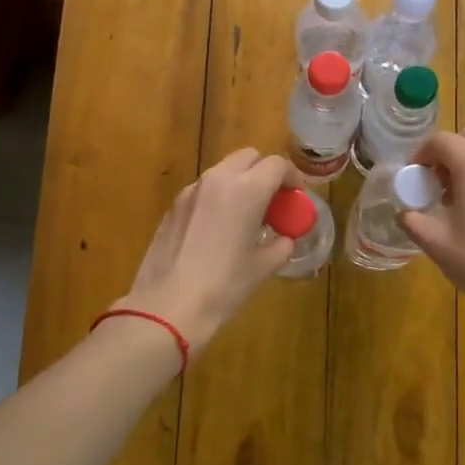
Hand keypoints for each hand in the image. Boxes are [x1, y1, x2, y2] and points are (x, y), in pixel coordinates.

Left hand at [114, 148, 300, 353]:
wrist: (168, 306)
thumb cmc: (224, 285)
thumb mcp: (262, 267)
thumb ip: (280, 246)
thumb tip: (285, 239)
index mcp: (247, 190)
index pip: (277, 165)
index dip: (292, 177)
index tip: (296, 197)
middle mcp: (218, 180)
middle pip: (248, 158)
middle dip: (264, 172)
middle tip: (273, 201)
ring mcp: (191, 191)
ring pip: (223, 172)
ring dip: (240, 184)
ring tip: (246, 217)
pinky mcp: (173, 207)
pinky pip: (203, 191)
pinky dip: (218, 198)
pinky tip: (218, 230)